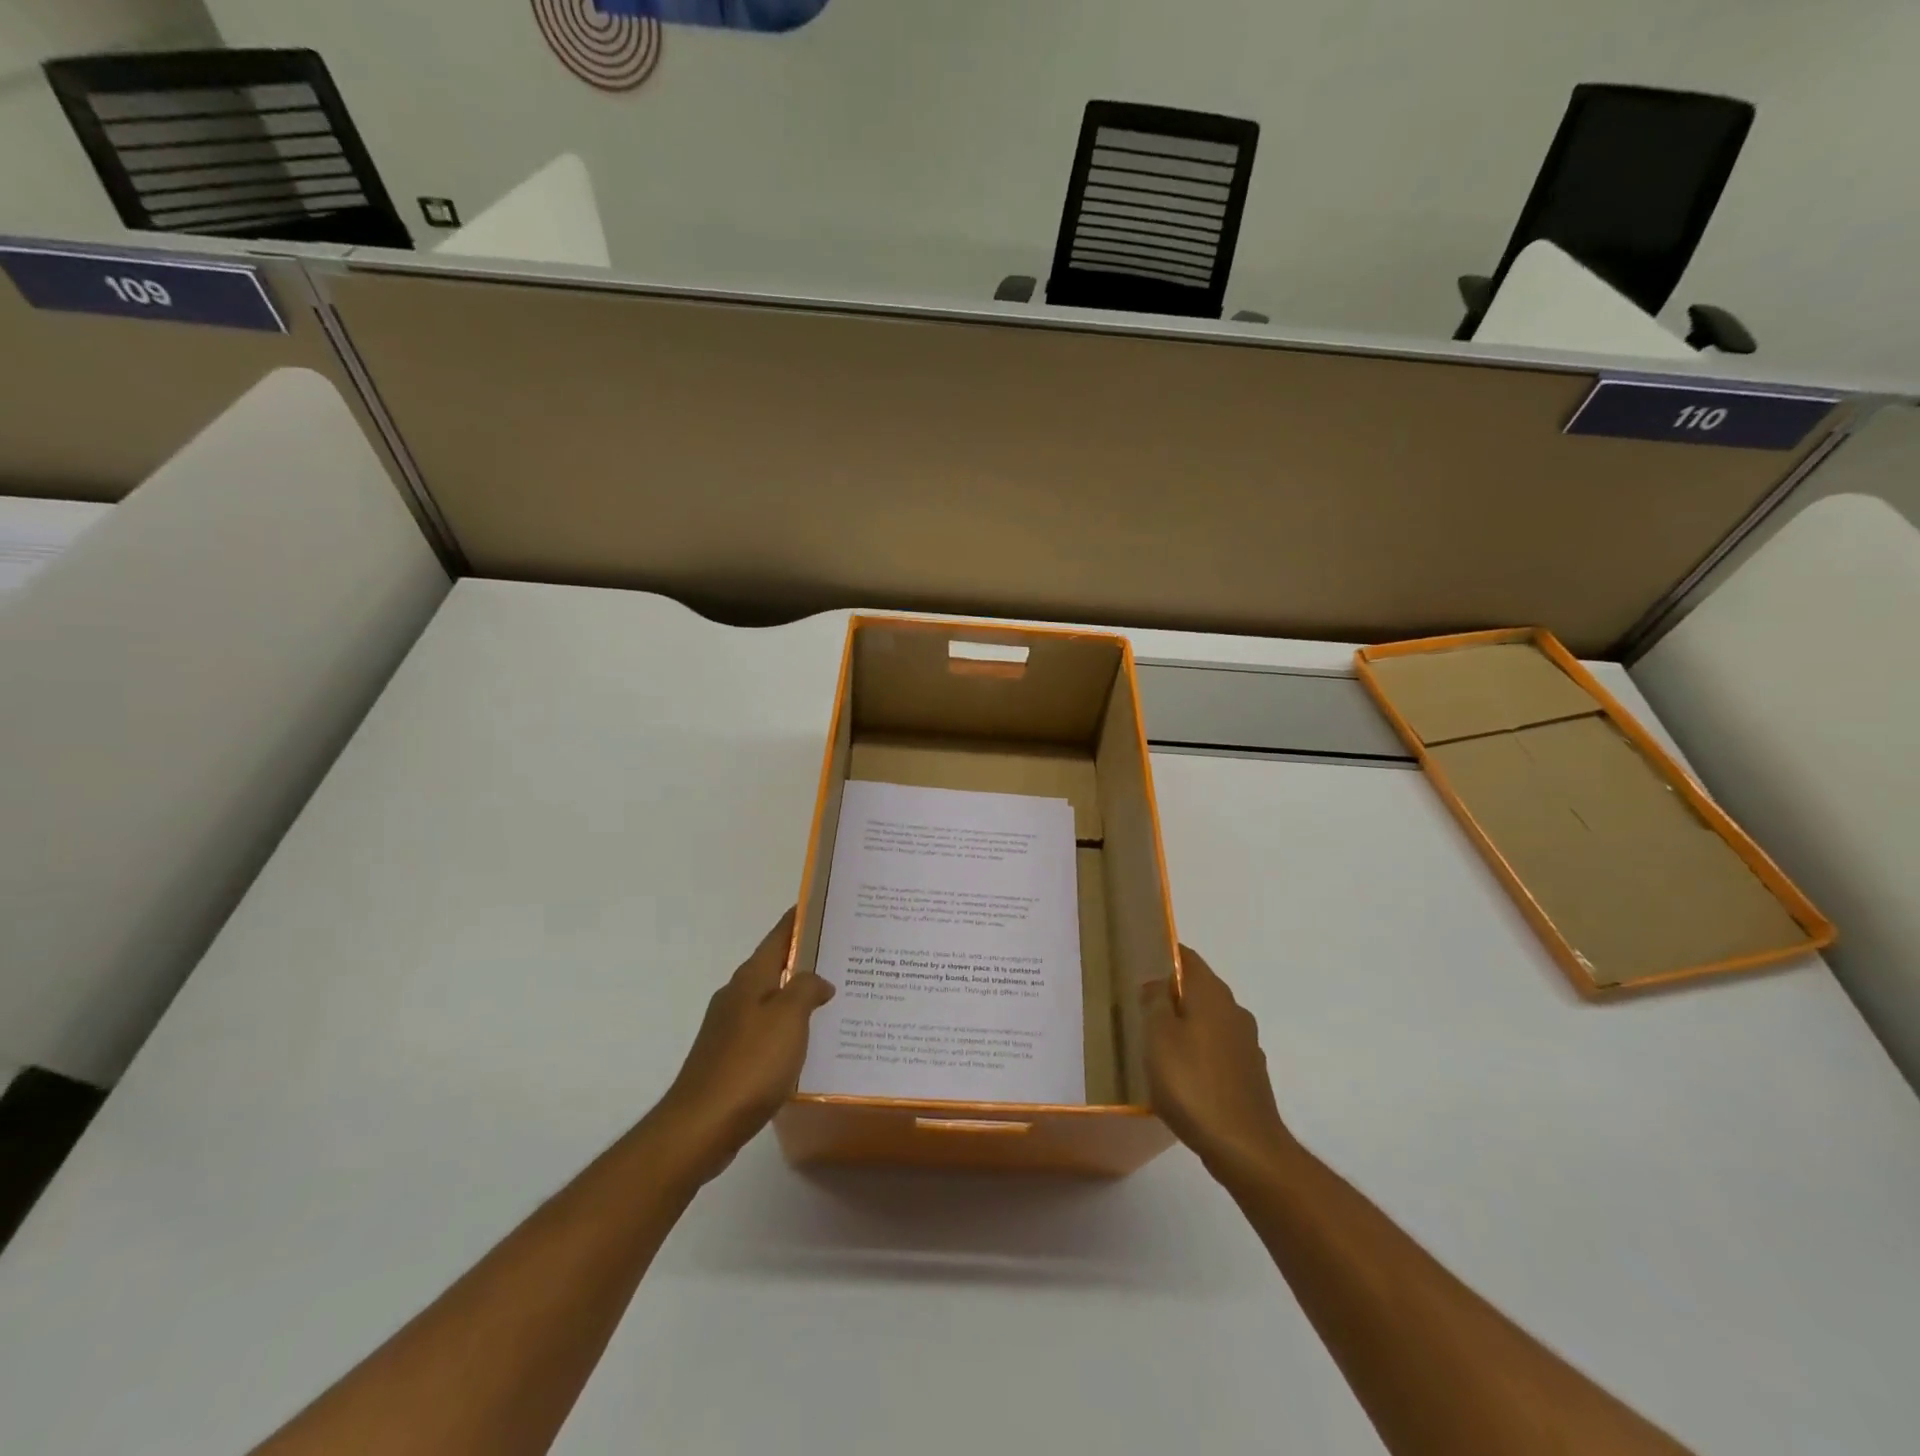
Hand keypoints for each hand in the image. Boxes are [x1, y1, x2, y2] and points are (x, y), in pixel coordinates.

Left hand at [653, 908, 834, 1179]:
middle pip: (775, 967)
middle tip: (843, 955)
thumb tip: (819, 981)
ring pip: (772, 1000)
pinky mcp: (729, 1059)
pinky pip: (767, 1031)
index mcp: (750, 979)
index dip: (798, 920)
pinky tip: (807, 1042)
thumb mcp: (788, 1019)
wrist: (700, 1127)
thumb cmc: (749, 1065)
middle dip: (805, 959)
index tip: (822, 905)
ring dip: (798, 996)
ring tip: (834, 999)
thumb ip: (806, 990)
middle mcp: (737, 996)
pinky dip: (788, 1028)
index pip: (778, 937)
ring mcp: (729, 1028)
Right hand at [1144, 946, 1290, 1178]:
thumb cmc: (1192, 1083)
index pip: (1188, 958)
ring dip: (1186, 1025)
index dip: (1165, 955)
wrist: (1244, 1147)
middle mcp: (1234, 1011)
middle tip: (1141, 1006)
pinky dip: (1199, 1052)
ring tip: (1156, 1043)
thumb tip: (1157, 982)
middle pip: (1200, 989)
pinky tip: (1182, 1075)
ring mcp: (1246, 1044)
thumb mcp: (1158, 1036)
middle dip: (1173, 993)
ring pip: (1209, 1021)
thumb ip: (1155, 1002)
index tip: (1142, 963)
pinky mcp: (1250, 1075)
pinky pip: (1218, 1050)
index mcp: (1212, 994)